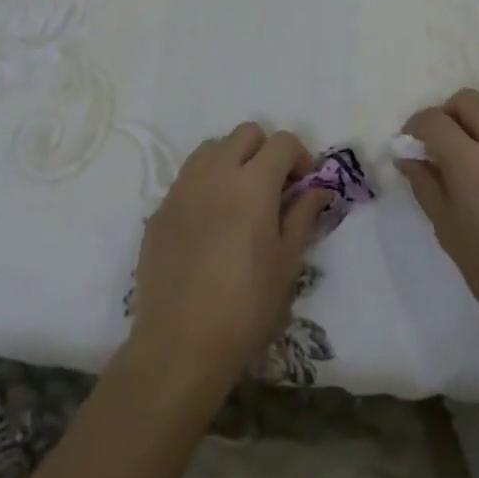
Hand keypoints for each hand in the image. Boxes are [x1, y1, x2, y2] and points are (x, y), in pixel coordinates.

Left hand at [129, 123, 327, 386]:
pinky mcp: (160, 208)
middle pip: (246, 134)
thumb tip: (317, 189)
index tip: (304, 186)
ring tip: (240, 199)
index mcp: (253, 183)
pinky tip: (210, 223)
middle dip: (266, 151)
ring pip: (212, 148)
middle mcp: (215, 173)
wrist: (180, 344)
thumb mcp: (287, 263)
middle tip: (274, 188)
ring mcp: (183, 188)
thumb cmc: (246, 306)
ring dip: (232, 160)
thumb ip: (303, 215)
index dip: (300, 157)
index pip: (282, 142)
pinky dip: (206, 184)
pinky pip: (188, 178)